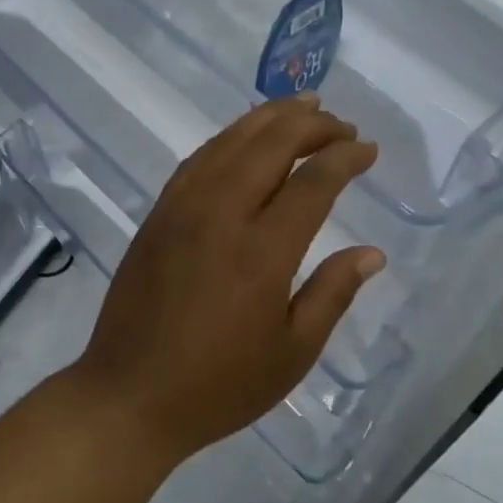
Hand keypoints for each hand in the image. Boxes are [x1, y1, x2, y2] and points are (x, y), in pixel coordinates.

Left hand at [69, 95, 385, 465]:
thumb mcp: (292, 353)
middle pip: (271, 145)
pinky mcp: (158, 215)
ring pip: (231, 141)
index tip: (367, 149)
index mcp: (262, 252)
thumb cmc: (218, 385)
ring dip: (270, 118)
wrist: (129, 396)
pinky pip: (198, 159)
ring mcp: (182, 210)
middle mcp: (221, 215)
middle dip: (312, 125)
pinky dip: (229, 138)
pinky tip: (245, 138)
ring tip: (302, 107)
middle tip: (342, 125)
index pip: (313, 183)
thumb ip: (333, 294)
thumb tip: (372, 254)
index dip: (345, 157)